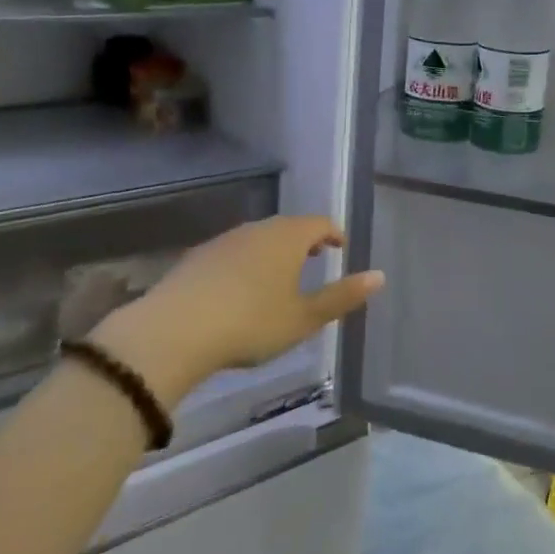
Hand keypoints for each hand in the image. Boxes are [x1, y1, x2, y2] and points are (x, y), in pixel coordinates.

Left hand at [93, 216, 383, 403]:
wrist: (175, 331)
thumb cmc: (251, 323)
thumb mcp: (304, 318)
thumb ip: (342, 297)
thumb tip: (379, 276)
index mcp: (287, 237)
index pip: (319, 223)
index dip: (333, 233)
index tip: (341, 246)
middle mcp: (256, 229)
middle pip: (288, 227)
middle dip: (304, 240)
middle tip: (317, 257)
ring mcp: (224, 240)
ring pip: (258, 238)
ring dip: (274, 250)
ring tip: (282, 273)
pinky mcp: (197, 257)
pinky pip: (233, 252)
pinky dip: (247, 262)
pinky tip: (242, 288)